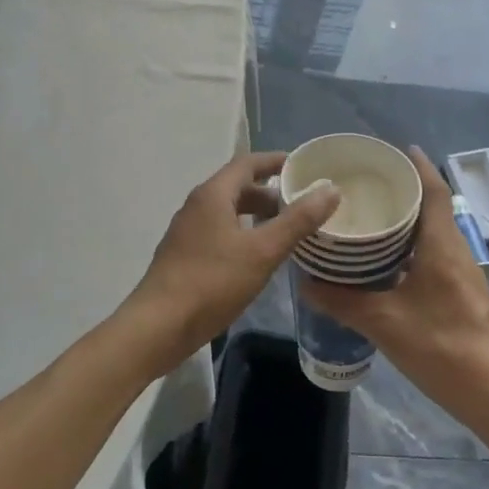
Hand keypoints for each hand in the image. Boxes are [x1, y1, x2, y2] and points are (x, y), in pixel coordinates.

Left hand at [123, 152, 339, 378]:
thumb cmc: (212, 282)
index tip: (304, 166)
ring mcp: (187, 231)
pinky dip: (243, 234)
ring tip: (286, 230)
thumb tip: (330, 190)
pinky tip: (258, 258)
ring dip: (257, 216)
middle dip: (270, 192)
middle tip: (302, 204)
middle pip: (238, 187)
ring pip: (229, 212)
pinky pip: (220, 232)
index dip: (276, 161)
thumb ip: (297, 220)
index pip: (247, 163)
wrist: (158, 326)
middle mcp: (197, 205)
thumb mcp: (262, 251)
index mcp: (213, 194)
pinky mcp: (184, 255)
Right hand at [300, 147, 488, 427]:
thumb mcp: (384, 324)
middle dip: (405, 191)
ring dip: (409, 221)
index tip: (395, 150)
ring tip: (371, 218)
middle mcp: (456, 251)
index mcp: (442, 245)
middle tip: (368, 184)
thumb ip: (343, 302)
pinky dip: (413, 247)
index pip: (433, 191)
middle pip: (433, 208)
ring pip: (434, 233)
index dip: (418, 166)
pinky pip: (436, 254)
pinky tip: (388, 263)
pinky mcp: (464, 294)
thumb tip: (305, 282)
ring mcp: (464, 274)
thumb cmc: (442, 347)